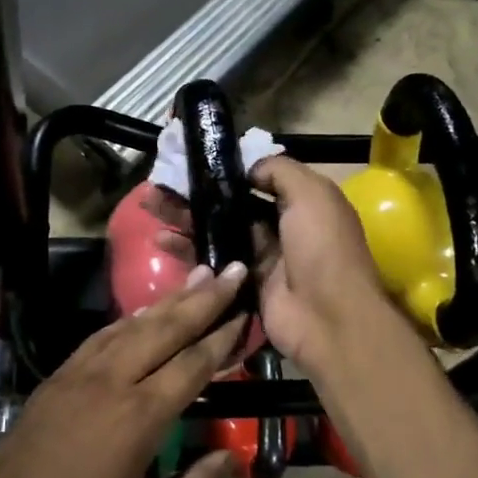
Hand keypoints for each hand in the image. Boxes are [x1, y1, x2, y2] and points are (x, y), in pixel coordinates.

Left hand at [0, 265, 249, 477]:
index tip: (246, 311)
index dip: (222, 337)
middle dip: (202, 298)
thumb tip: (229, 457)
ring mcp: (80, 373)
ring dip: (168, 299)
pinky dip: (129, 319)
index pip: (192, 365)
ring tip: (198, 276)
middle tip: (232, 270)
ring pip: (132, 324)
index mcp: (139, 418)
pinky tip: (144, 312)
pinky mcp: (58, 376)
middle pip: (165, 329)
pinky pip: (102, 336)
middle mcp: (111, 382)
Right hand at [149, 158, 399, 376]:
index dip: (225, 169)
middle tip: (159, 182)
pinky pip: (210, 260)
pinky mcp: (241, 283)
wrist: (328, 318)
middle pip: (228, 203)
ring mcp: (258, 256)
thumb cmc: (322, 247)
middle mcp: (279, 225)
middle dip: (195, 192)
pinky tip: (160, 238)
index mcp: (300, 202)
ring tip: (149, 203)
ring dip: (183, 216)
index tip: (193, 159)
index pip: (256, 178)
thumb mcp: (311, 194)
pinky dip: (186, 248)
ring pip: (214, 229)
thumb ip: (279, 171)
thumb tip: (247, 167)